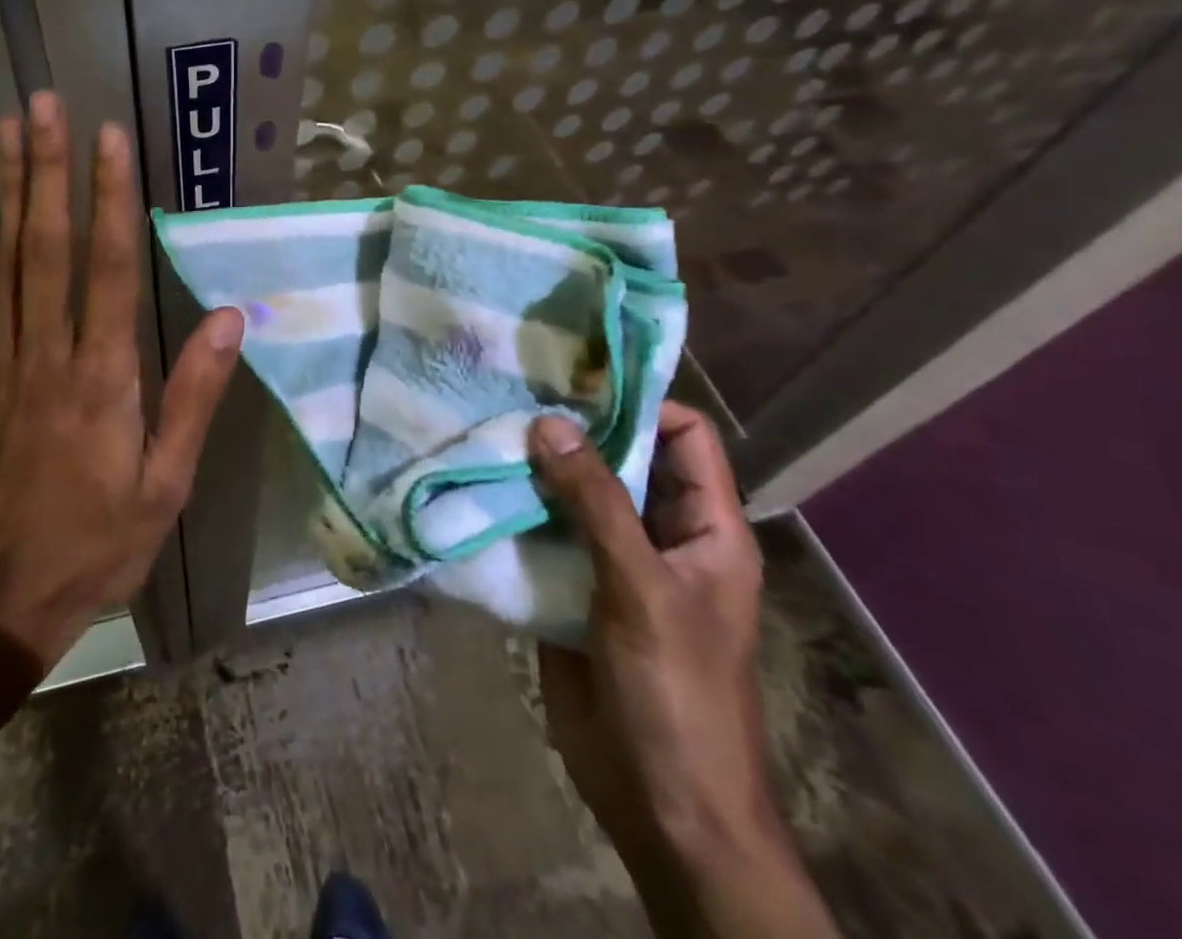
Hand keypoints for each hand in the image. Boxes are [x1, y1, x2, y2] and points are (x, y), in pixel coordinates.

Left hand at [0, 92, 243, 667]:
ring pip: (7, 260)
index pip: (109, 268)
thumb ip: (193, 397)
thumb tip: (227, 319)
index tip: (108, 138)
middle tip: (42, 104)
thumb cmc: (95, 541)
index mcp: (102, 377)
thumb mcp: (164, 485)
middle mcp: (48, 353)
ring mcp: (3, 360)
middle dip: (47, 169)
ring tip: (7, 130)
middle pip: (47, 246)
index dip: (110, 199)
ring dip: (9, 190)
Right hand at [529, 404, 838, 938]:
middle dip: (573, 429)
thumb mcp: (641, 587)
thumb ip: (596, 501)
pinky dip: (517, 508)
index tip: (575, 378)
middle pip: (621, 458)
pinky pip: (545, 532)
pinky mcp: (572, 586)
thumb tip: (550, 421)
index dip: (639, 401)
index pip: (684, 435)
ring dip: (537, 467)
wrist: (661, 804)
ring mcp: (613, 560)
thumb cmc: (675, 692)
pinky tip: (477, 486)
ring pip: (576, 493)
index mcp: (704, 527)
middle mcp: (660, 533)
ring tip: (485, 429)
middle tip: (512, 393)